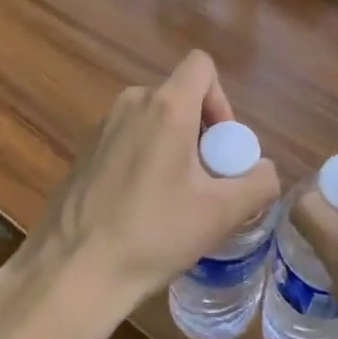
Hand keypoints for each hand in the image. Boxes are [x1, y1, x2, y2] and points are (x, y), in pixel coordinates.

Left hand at [0, 50, 279, 338]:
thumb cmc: (154, 234)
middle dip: (200, 131)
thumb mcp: (222, 213)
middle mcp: (131, 104)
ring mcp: (102, 127)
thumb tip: (264, 170)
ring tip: (175, 198)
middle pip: (179, 96)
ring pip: (153, 119)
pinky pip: (128, 139)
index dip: (222, 99)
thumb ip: (259, 182)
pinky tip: (141, 208)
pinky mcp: (84, 152)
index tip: (221, 145)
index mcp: (166, 106)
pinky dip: (144, 159)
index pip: (202, 65)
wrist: (73, 273)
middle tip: (205, 181)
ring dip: (173, 147)